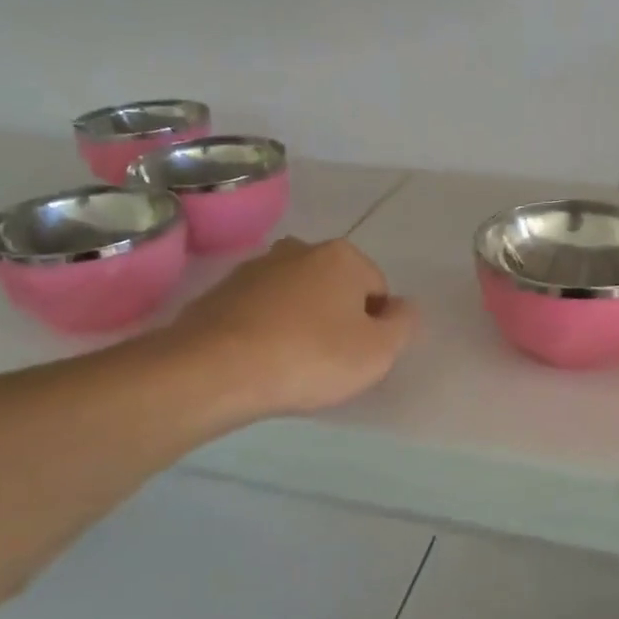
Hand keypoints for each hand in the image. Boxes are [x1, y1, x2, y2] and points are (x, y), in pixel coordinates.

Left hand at [163, 237, 418, 421]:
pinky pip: (260, 311)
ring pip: (296, 298)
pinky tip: (260, 360)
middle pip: (335, 289)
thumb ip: (403, 325)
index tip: (356, 357)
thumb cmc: (310, 357)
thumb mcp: (378, 352)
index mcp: (342, 256)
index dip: (375, 327)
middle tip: (326, 362)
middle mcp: (299, 249)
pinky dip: (266, 330)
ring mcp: (256, 267)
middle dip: (336, 319)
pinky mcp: (222, 291)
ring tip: (290, 364)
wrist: (215, 369)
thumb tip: (402, 308)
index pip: (378, 291)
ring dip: (300, 323)